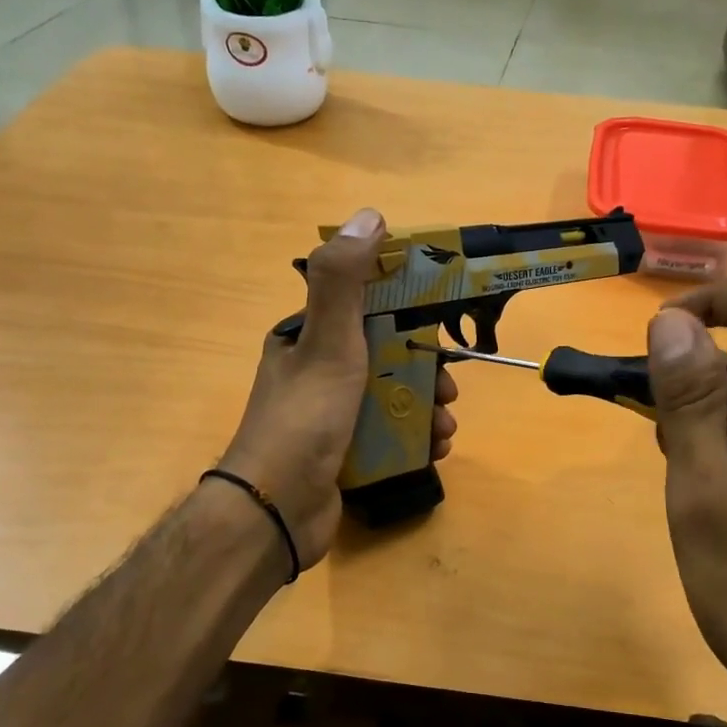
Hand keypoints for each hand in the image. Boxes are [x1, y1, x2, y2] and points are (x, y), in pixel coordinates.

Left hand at [219, 209, 458, 569]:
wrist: (277, 511)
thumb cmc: (305, 418)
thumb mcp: (328, 342)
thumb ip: (344, 280)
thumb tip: (369, 215)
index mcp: (307, 339)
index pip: (365, 308)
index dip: (407, 312)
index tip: (442, 326)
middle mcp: (318, 372)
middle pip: (387, 357)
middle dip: (426, 372)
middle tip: (449, 391)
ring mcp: (331, 416)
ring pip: (393, 398)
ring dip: (427, 410)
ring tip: (446, 428)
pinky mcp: (343, 453)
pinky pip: (389, 435)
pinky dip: (416, 439)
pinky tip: (434, 450)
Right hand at [645, 280, 726, 726]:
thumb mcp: (701, 488)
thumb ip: (689, 401)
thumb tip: (672, 321)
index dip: (717, 300)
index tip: (660, 336)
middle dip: (688, 374)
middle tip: (648, 433)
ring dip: (698, 417)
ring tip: (675, 480)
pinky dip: (719, 448)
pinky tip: (703, 504)